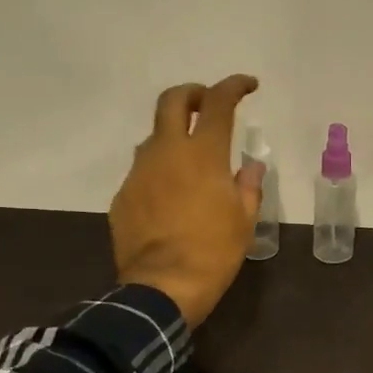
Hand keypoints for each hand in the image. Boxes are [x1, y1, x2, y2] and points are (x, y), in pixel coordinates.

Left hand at [110, 75, 263, 327]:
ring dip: (173, 136)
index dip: (234, 86)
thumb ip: (247, 186)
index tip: (248, 85)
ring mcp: (139, 172)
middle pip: (172, 101)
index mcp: (203, 154)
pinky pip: (144, 172)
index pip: (218, 102)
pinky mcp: (123, 195)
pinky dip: (160, 173)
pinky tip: (172, 199)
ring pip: (154, 137)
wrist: (162, 287)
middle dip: (192, 93)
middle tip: (206, 103)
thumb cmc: (214, 252)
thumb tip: (249, 168)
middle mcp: (166, 152)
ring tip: (191, 160)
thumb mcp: (244, 220)